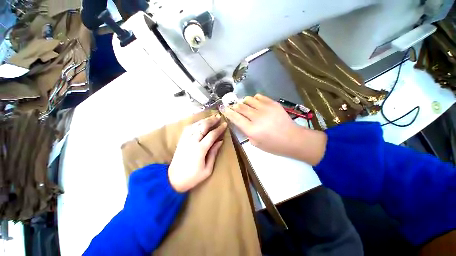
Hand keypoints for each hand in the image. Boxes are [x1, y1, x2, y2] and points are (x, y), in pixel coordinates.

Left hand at [168, 114, 226, 191]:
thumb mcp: (207, 169)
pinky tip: (199, 123)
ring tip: (211, 117)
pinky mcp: (181, 140)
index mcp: (200, 149)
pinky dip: (195, 123)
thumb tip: (220, 141)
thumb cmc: (192, 177)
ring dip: (204, 120)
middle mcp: (192, 141)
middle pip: (203, 126)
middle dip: (211, 120)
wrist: (173, 180)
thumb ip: (213, 153)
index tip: (225, 124)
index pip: (212, 135)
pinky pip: (188, 128)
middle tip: (218, 117)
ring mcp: (185, 140)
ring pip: (195, 125)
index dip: (219, 129)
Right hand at [223, 94, 326, 165]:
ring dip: (243, 102)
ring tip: (244, 106)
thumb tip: (241, 122)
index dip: (227, 112)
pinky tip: (255, 103)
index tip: (223, 108)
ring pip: (248, 100)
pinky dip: (254, 99)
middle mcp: (256, 117)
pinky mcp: (273, 104)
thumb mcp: (255, 143)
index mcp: (251, 129)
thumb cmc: (273, 145)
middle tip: (233, 107)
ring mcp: (265, 108)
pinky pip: (259, 97)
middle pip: (240, 107)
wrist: (292, 139)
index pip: (235, 117)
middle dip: (234, 106)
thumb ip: (246, 132)